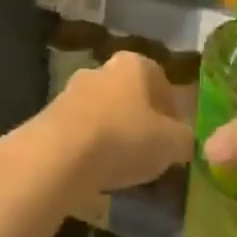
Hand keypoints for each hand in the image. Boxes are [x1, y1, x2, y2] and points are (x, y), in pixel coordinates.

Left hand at [23, 50, 192, 200]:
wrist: (59, 155)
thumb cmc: (124, 138)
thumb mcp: (172, 144)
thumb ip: (185, 140)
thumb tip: (186, 141)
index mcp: (134, 64)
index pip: (160, 80)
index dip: (172, 109)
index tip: (176, 136)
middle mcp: (102, 69)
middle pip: (129, 94)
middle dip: (141, 120)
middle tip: (151, 151)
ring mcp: (72, 90)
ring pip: (104, 111)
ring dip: (114, 133)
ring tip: (124, 167)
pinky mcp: (50, 116)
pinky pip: (81, 131)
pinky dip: (91, 147)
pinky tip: (97, 172)